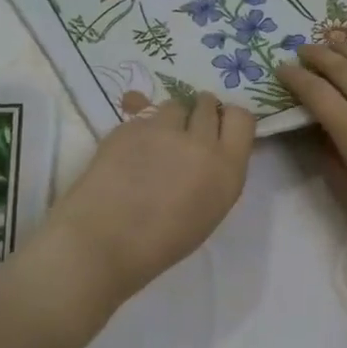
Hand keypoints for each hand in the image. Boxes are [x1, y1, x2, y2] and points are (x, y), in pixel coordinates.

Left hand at [44, 94, 254, 300]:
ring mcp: (162, 129)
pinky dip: (139, 129)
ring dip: (169, 119)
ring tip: (154, 144)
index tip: (217, 129)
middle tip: (184, 135)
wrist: (105, 242)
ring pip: (173, 105)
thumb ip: (215, 173)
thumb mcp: (208, 211)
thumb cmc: (161, 243)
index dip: (227, 119)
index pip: (242, 117)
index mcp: (226, 169)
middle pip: (206, 104)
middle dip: (197, 114)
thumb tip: (209, 152)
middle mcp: (200, 142)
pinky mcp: (129, 125)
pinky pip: (142, 116)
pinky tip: (127, 153)